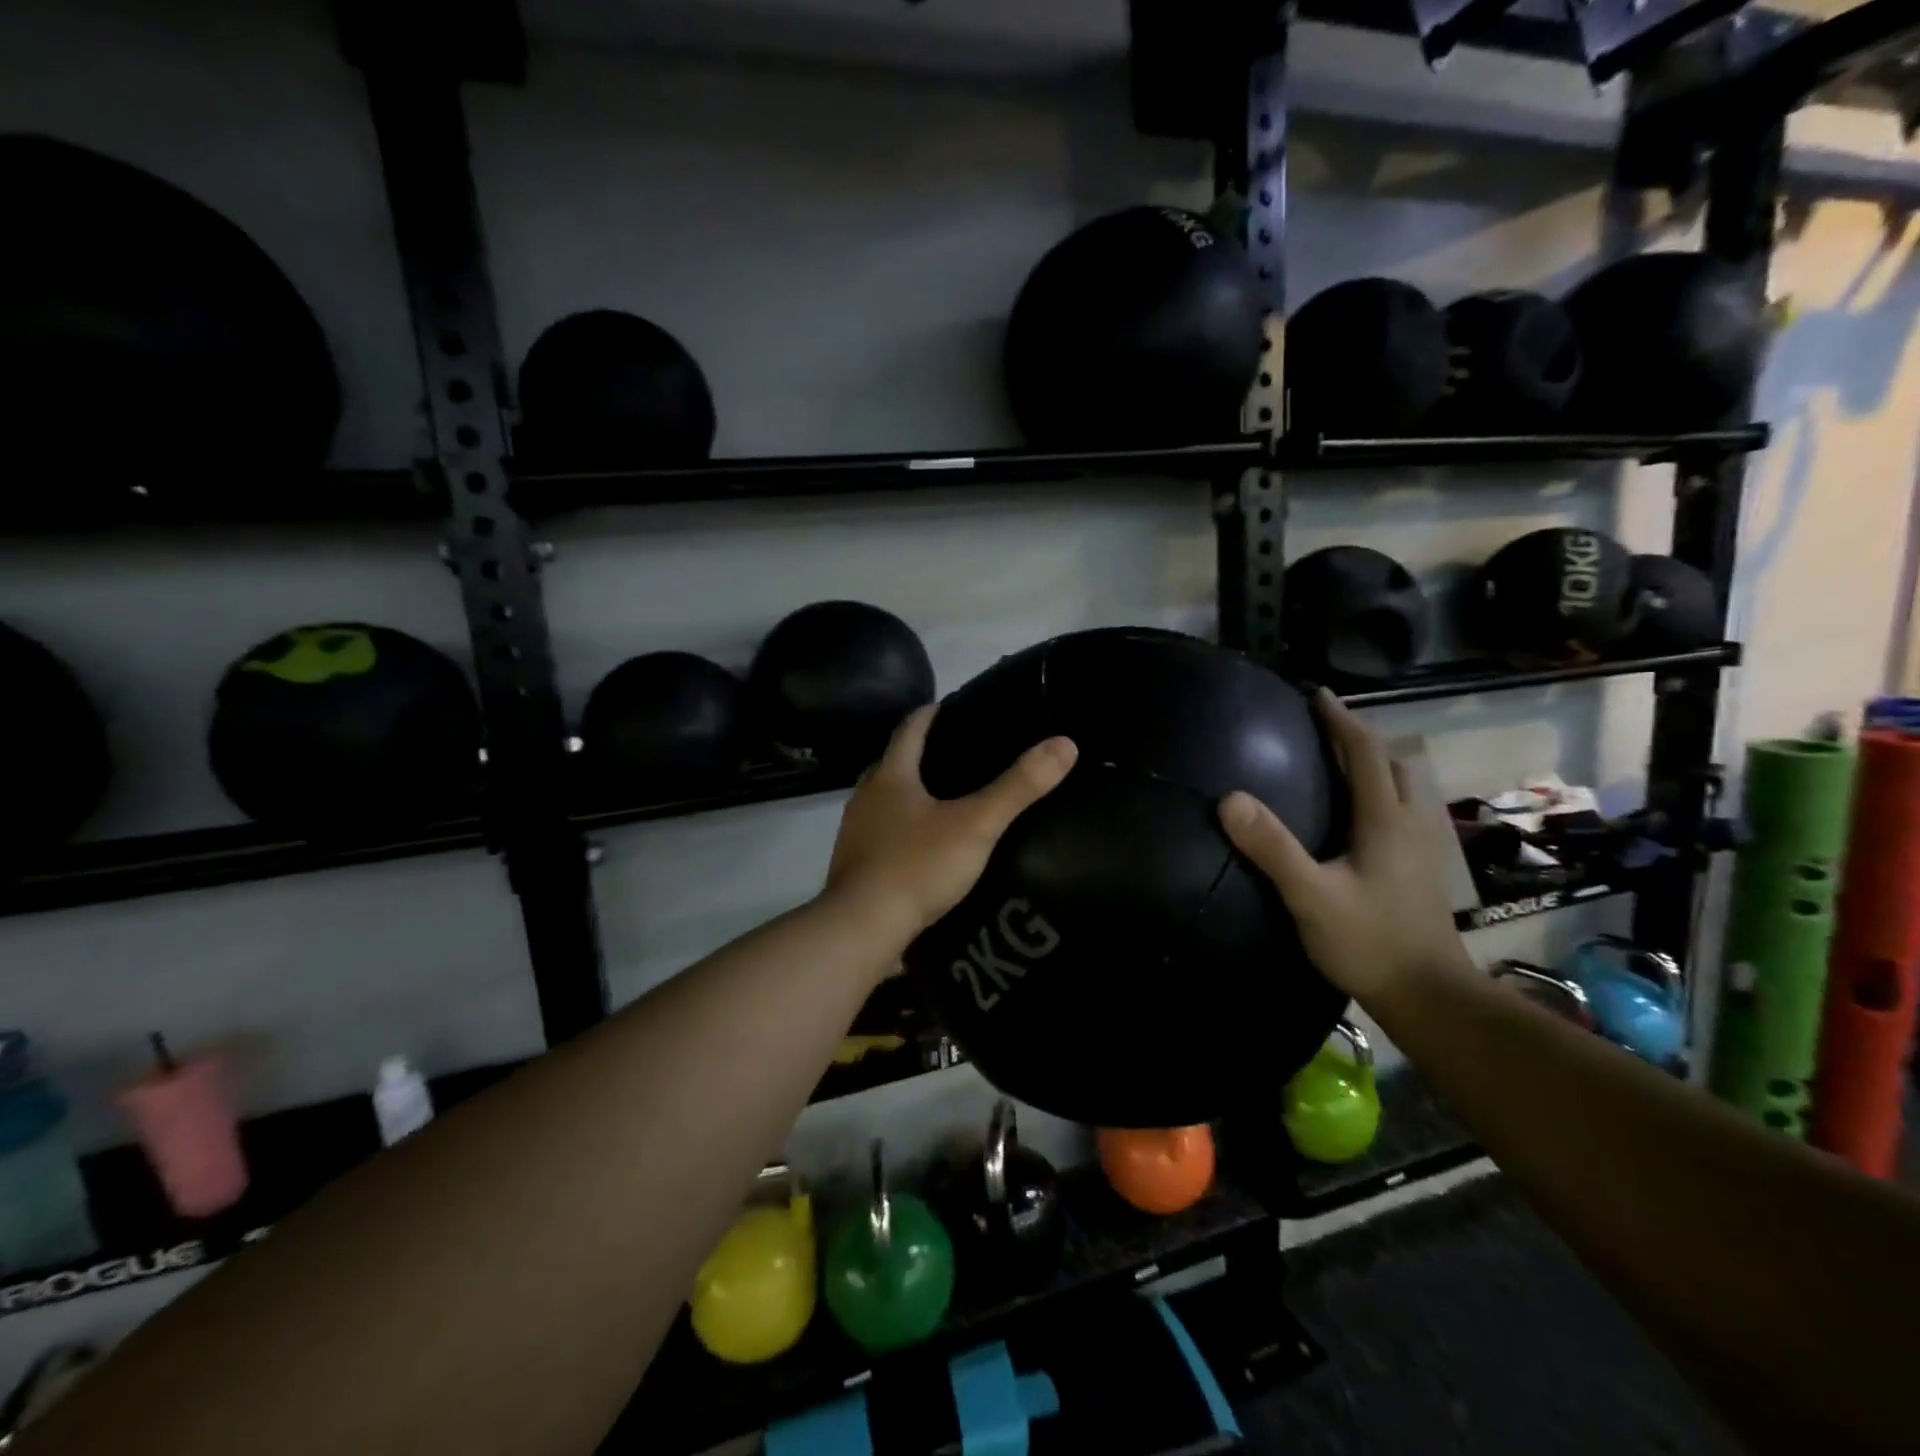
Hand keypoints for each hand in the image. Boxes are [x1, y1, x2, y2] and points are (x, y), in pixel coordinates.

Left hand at [825, 705, 1076, 949]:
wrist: (861, 930)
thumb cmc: (918, 867)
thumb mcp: (977, 825)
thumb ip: (1018, 787)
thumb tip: (1064, 744)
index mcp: (890, 777)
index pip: (910, 728)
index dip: (932, 713)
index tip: (954, 706)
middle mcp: (865, 797)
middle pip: (894, 763)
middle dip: (923, 755)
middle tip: (961, 756)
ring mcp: (855, 833)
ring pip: (885, 800)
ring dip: (910, 795)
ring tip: (948, 801)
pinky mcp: (854, 865)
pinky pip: (882, 834)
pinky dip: (903, 829)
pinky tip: (926, 846)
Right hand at [1218, 688, 1470, 1004]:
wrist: (1429, 997)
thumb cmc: (1370, 942)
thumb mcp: (1311, 896)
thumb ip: (1272, 848)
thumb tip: (1230, 799)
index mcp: (1386, 820)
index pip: (1366, 753)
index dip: (1341, 720)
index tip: (1317, 695)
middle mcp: (1409, 825)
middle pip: (1392, 765)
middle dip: (1361, 741)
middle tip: (1323, 732)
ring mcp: (1419, 851)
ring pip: (1402, 791)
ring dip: (1374, 769)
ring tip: (1336, 769)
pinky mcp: (1418, 872)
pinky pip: (1399, 815)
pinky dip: (1378, 797)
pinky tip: (1353, 821)